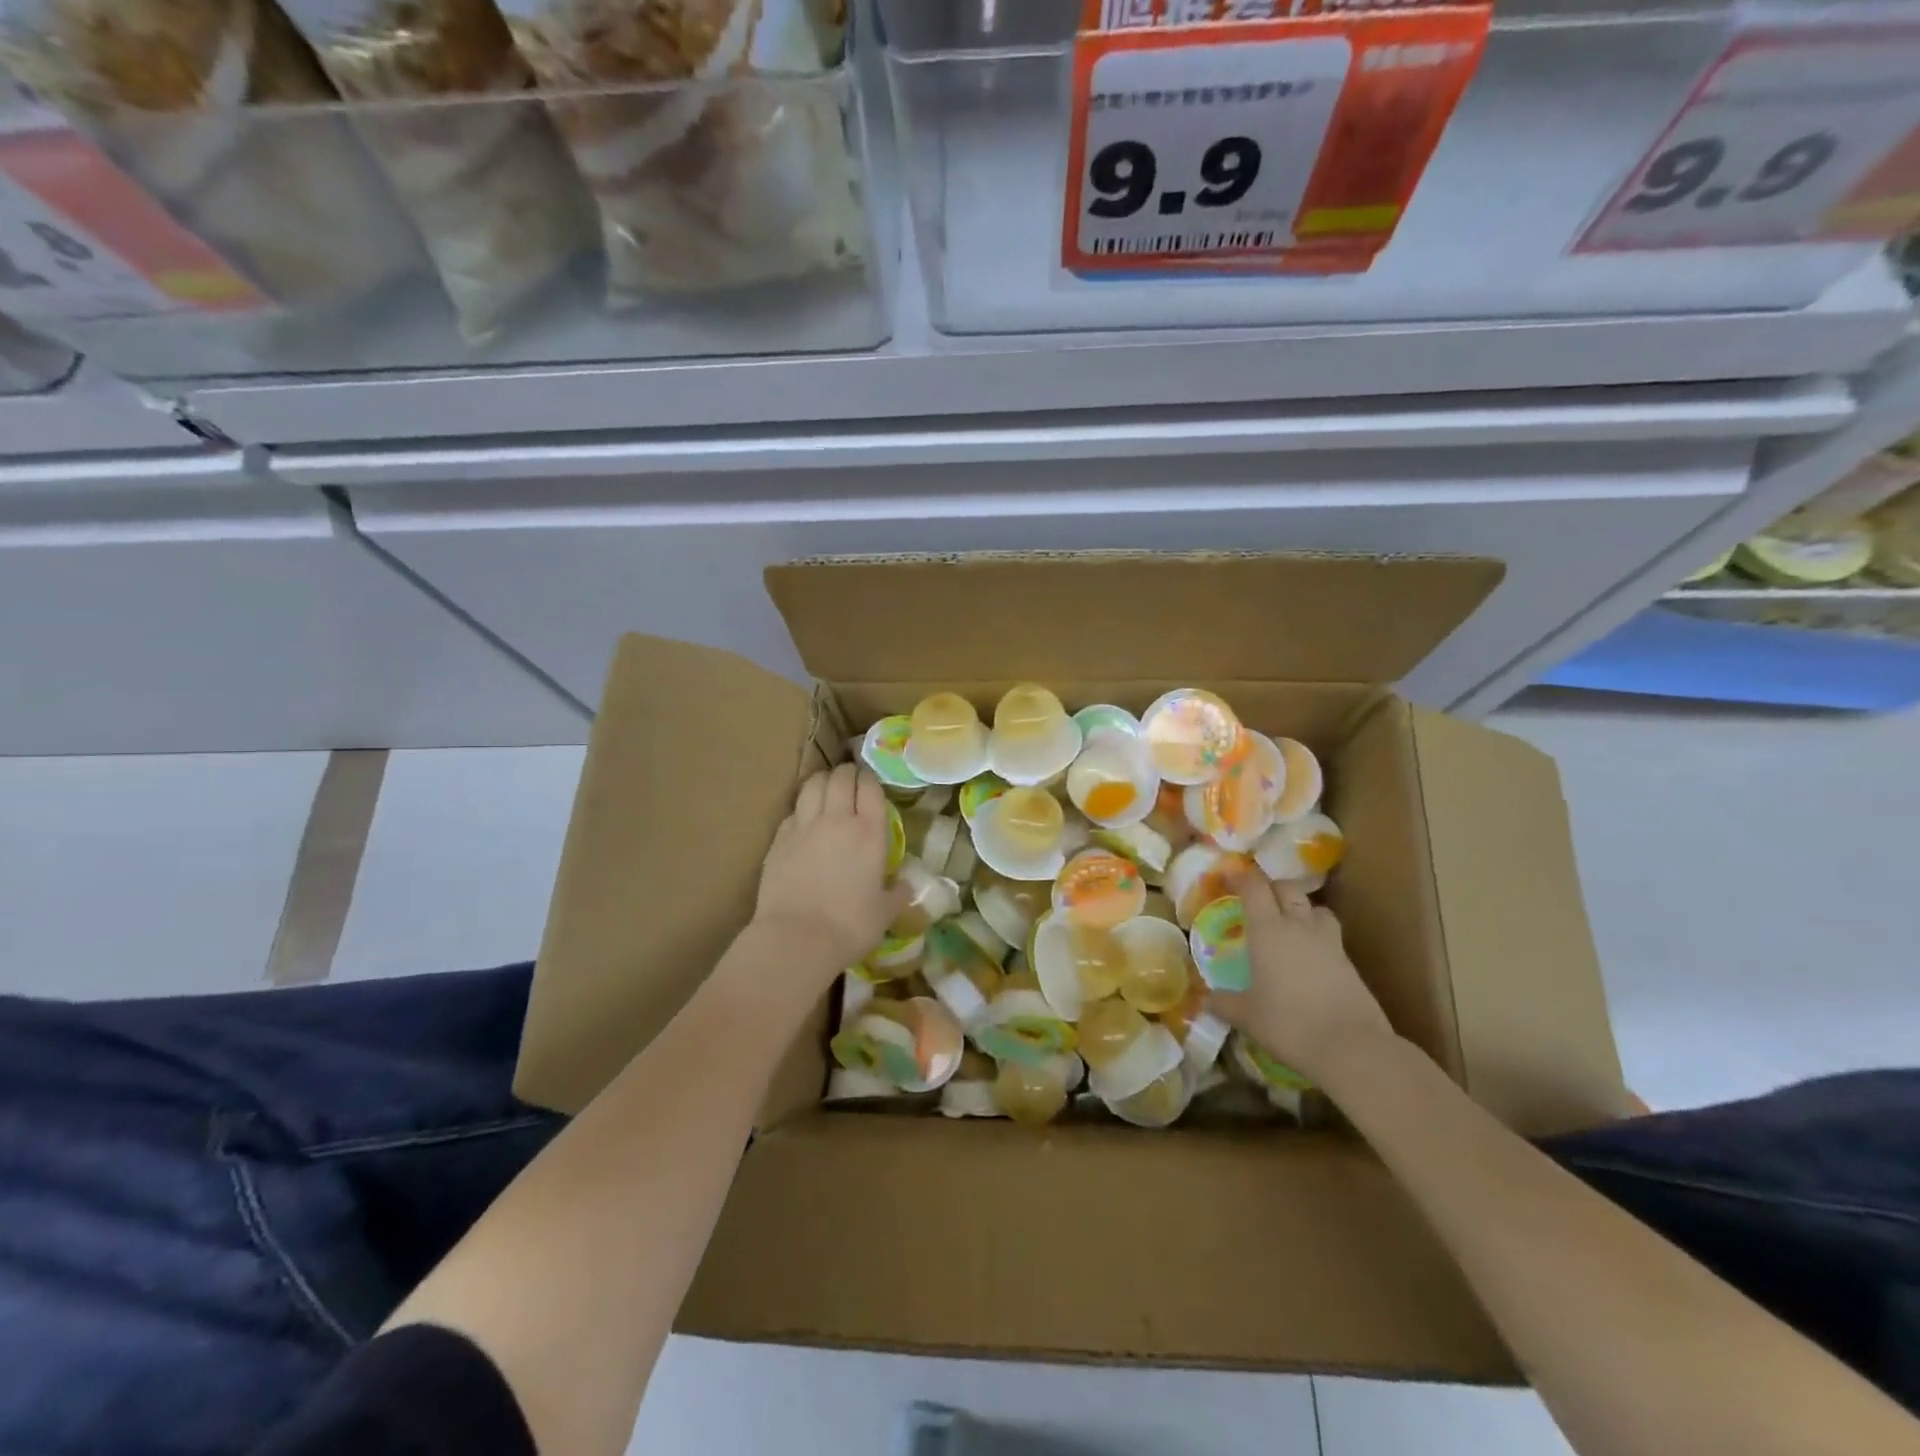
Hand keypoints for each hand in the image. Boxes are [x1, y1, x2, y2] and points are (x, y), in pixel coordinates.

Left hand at [752, 763, 908, 980]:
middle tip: (850, 778)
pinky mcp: (779, 840)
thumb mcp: (885, 913)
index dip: (870, 779)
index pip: (870, 788)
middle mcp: (836, 820)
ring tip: (826, 787)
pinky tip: (803, 818)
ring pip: (812, 786)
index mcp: (869, 832)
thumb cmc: (849, 926)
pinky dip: (801, 808)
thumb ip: (897, 894)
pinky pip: (792, 812)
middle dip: (846, 772)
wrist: (797, 939)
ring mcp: (804, 827)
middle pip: (840, 778)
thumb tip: (907, 886)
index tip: (870, 781)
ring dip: (822, 781)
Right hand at [1210, 869, 1393, 1088]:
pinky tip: (1309, 959)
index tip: (1229, 876)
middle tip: (1258, 901)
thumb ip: (1224, 1003)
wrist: (1352, 1047)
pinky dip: (1318, 938)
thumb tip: (1206, 1000)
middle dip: (1272, 888)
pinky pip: (1331, 936)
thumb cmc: (1289, 1024)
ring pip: (1316, 909)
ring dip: (1302, 909)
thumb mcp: (1247, 1016)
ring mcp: (1329, 943)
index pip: (1254, 888)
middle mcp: (1299, 927)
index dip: (1241, 877)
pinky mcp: (1350, 963)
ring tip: (1291, 925)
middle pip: (1288, 889)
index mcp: (1268, 930)